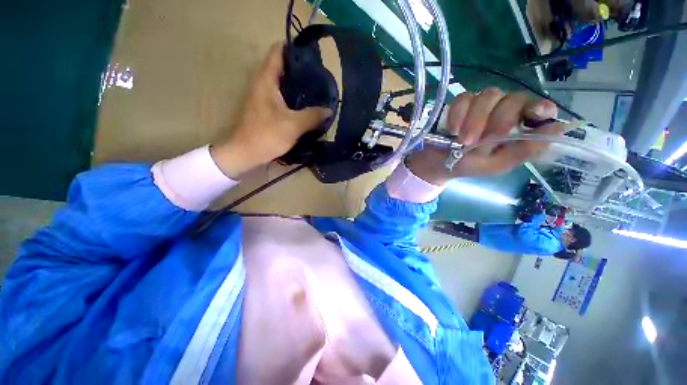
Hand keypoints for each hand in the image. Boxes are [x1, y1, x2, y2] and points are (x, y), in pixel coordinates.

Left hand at [211, 43, 331, 178]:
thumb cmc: (267, 135)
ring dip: (296, 84)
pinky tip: (304, 104)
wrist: (245, 153)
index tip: (313, 57)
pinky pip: (280, 95)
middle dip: (299, 69)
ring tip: (315, 89)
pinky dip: (292, 96)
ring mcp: (261, 96)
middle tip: (319, 76)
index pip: (278, 52)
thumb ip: (313, 115)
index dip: (294, 50)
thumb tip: (329, 110)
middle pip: (281, 66)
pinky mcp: (263, 108)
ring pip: (281, 82)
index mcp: (266, 80)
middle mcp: (261, 83)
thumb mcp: (293, 125)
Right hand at [406, 89, 564, 185]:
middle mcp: (504, 109)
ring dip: (476, 119)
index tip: (534, 114)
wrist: (439, 164)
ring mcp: (482, 104)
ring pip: (489, 95)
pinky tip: (452, 130)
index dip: (538, 107)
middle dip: (498, 120)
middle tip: (480, 141)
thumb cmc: (470, 166)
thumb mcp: (499, 164)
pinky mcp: (461, 104)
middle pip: (513, 98)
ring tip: (462, 140)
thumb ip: (527, 149)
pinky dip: (458, 114)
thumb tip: (560, 127)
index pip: (537, 107)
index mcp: (518, 126)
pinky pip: (463, 98)